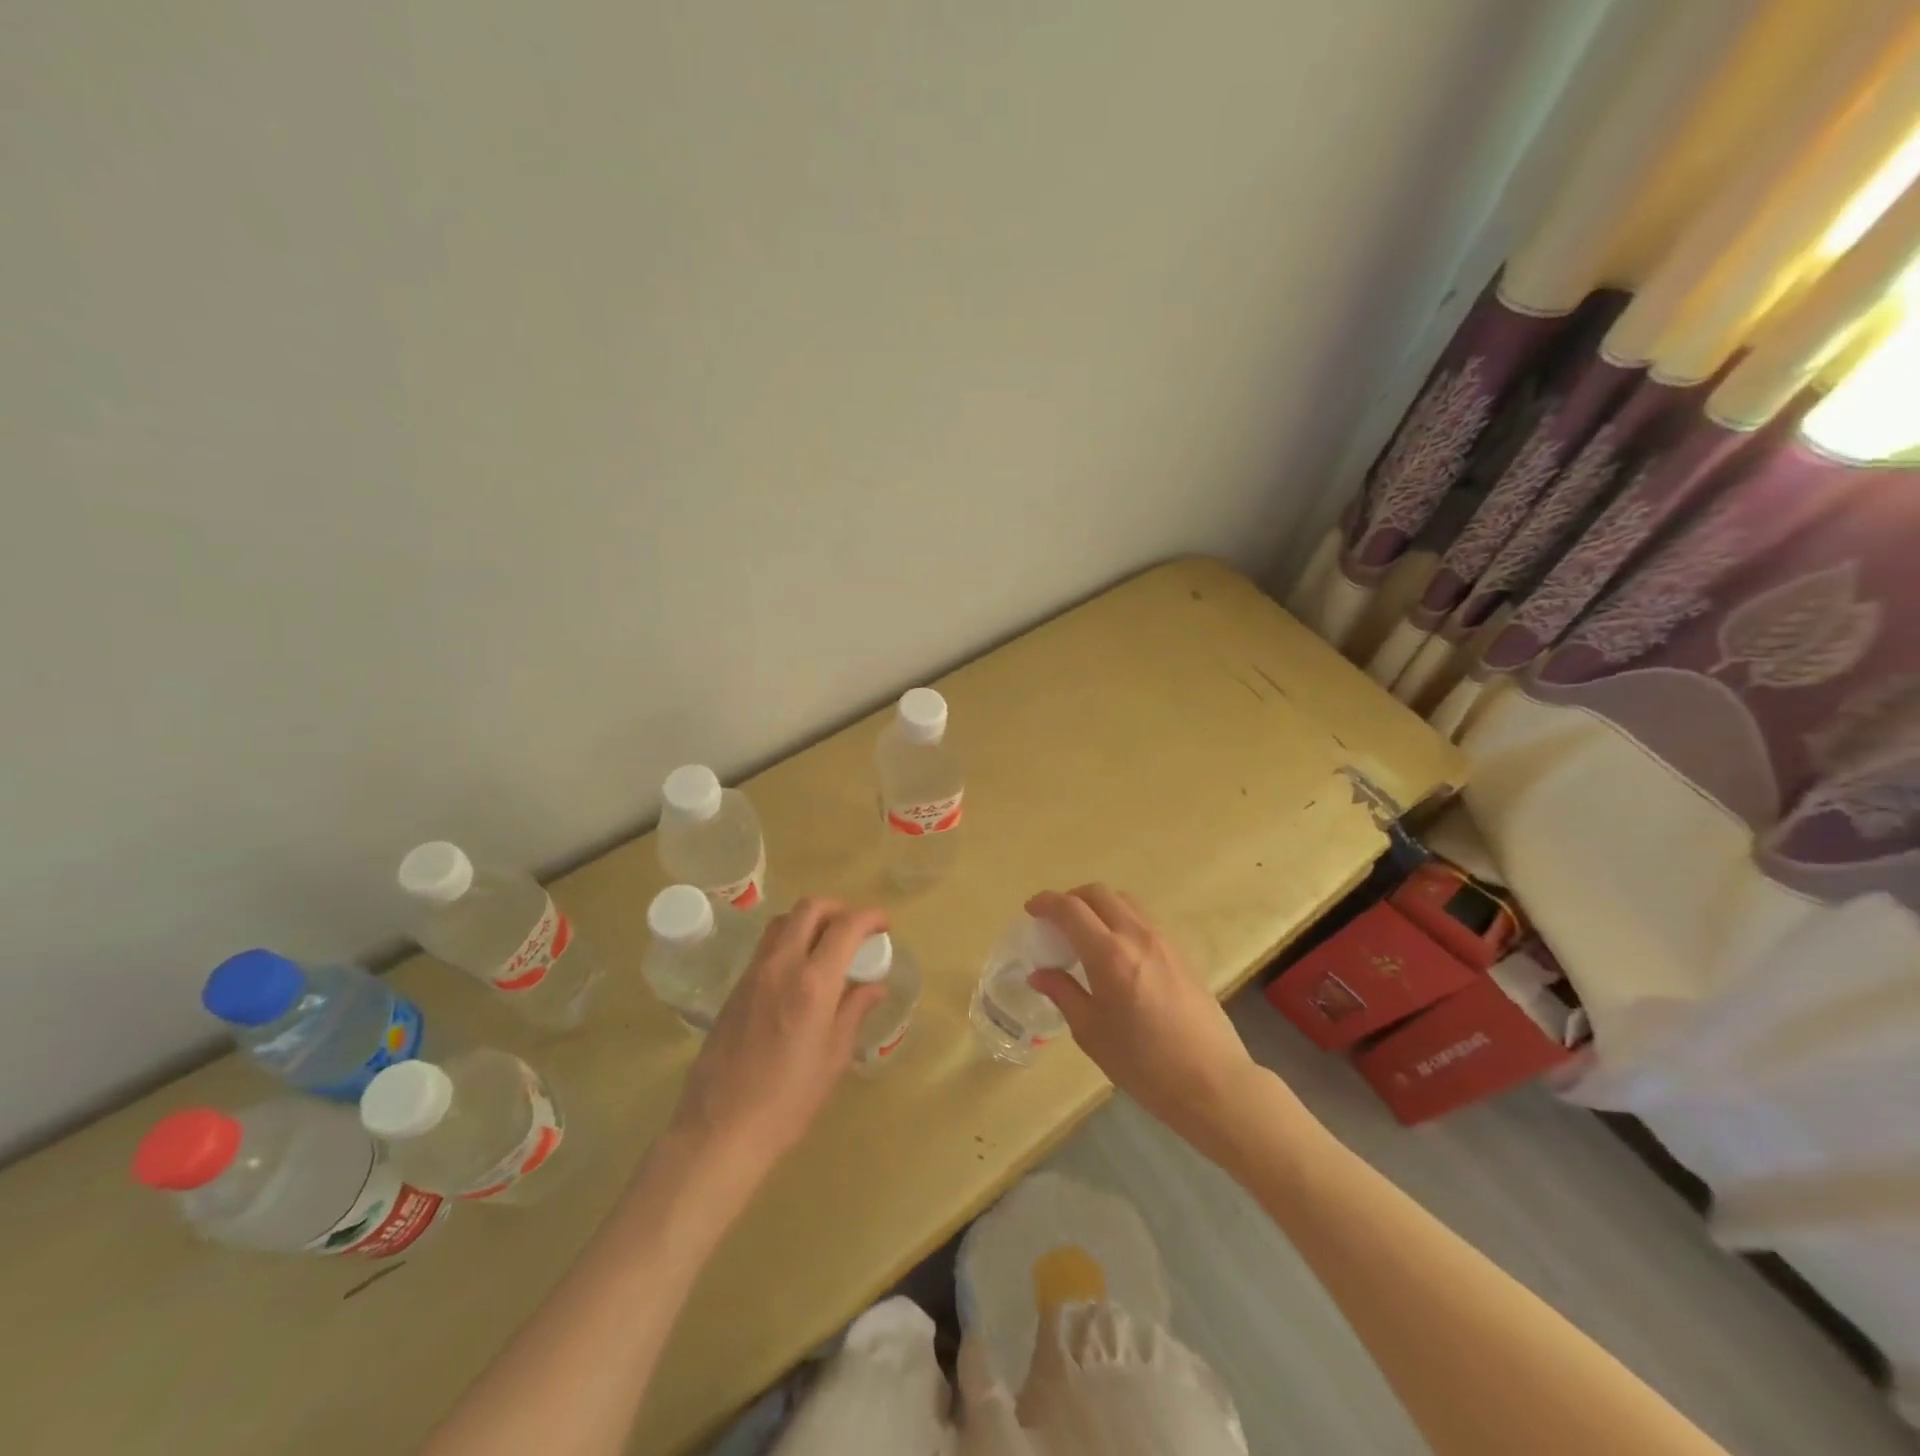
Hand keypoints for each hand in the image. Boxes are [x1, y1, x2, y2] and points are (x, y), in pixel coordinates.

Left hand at [665, 897, 887, 1187]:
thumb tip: (873, 986)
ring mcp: (754, 973)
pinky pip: (767, 945)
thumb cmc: (788, 1101)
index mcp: (813, 984)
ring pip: (784, 921)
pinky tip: (801, 971)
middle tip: (856, 929)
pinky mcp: (736, 987)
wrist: (720, 1129)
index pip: (846, 927)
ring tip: (828, 945)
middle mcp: (782, 966)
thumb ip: (854, 1012)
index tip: (885, 926)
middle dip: (839, 908)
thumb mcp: (833, 1058)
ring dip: (811, 920)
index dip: (870, 917)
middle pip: (810, 908)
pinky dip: (790, 940)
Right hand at [1027, 885, 1259, 1158]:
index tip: (1031, 911)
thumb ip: (1063, 993)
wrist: (1212, 1082)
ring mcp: (1163, 941)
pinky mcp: (1182, 953)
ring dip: (1099, 906)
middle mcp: (1136, 935)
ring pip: (1125, 901)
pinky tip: (1117, 953)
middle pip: (1099, 893)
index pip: (1069, 909)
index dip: (1045, 903)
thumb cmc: (1143, 1065)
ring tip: (1086, 934)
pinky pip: (1143, 920)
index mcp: (1109, 954)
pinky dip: (1121, 920)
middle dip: (1071, 898)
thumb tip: (1039, 974)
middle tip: (1056, 921)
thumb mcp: (1091, 1032)